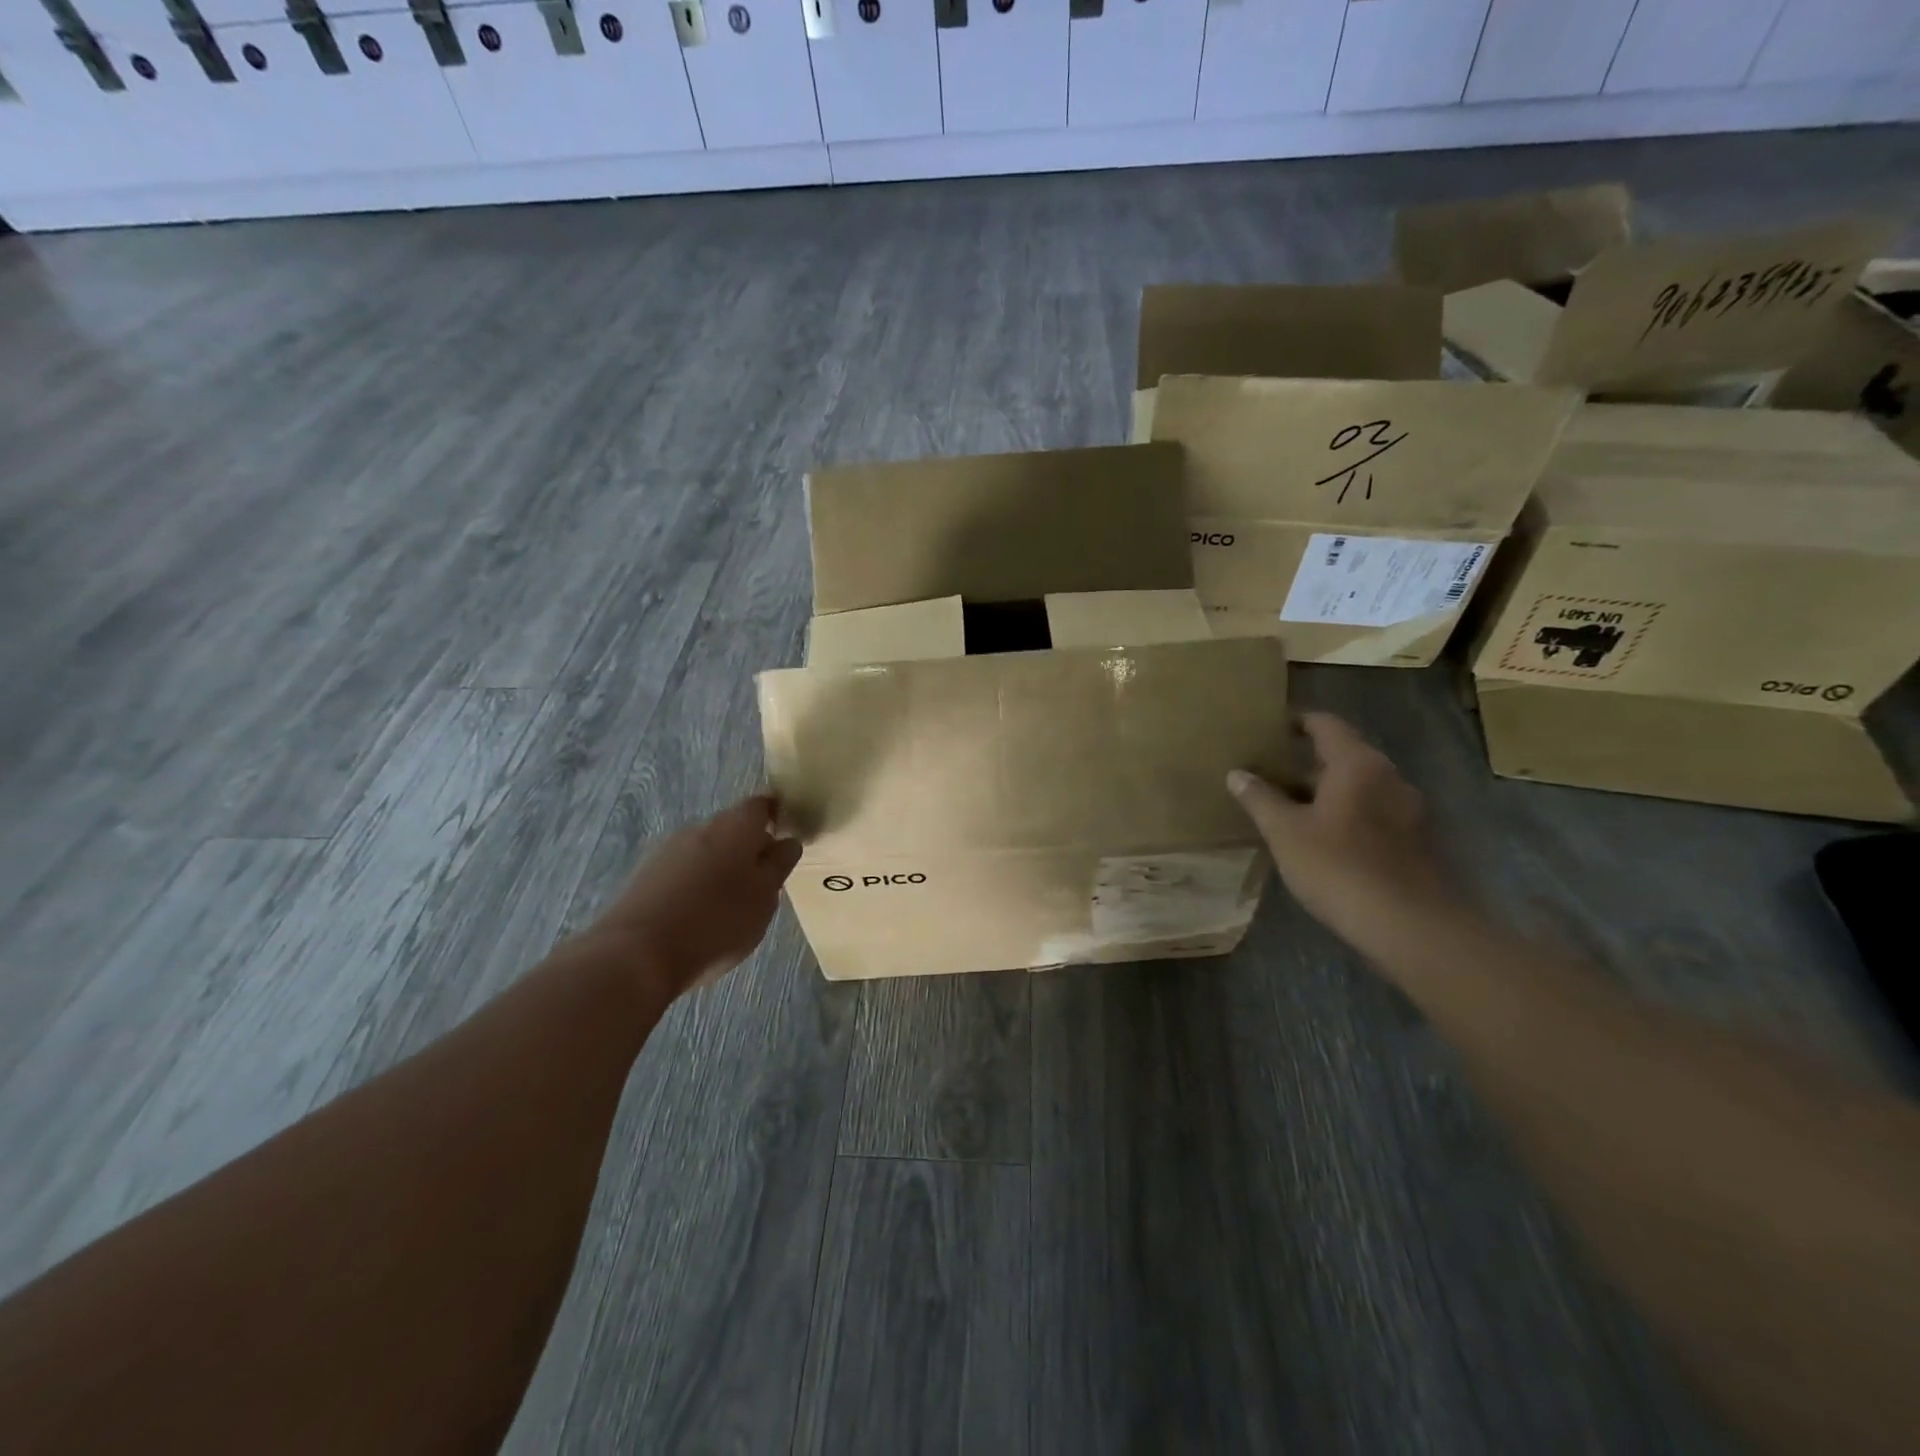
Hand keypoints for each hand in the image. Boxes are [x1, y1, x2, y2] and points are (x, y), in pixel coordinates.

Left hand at [588, 795, 802, 999]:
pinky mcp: (645, 875)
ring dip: (721, 868)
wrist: (637, 953)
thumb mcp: (764, 897)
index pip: (762, 805)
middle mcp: (701, 827)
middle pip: (732, 827)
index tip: (784, 841)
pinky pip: (682, 871)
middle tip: (762, 882)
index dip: (775, 816)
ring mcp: (668, 849)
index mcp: (736, 826)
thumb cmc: (717, 921)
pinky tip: (698, 916)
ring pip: (706, 850)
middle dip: (748, 848)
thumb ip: (779, 865)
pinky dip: (695, 885)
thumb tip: (787, 842)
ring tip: (730, 905)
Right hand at [1228, 713, 1453, 954]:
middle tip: (1270, 776)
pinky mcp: (1416, 841)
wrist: (1409, 925)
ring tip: (1290, 811)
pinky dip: (1347, 816)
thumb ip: (1260, 798)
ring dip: (1326, 794)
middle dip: (1305, 765)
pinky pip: (1373, 814)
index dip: (1297, 722)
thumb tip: (1237, 773)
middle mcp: (1389, 777)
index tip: (1271, 728)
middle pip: (1343, 757)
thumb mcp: (1285, 832)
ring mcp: (1409, 809)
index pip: (1325, 724)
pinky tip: (1323, 842)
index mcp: (1357, 764)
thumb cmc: (1338, 867)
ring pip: (1359, 788)